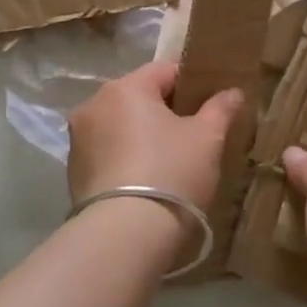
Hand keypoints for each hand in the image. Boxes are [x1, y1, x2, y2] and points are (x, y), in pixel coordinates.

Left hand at [68, 62, 243, 211]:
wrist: (125, 235)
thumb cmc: (171, 173)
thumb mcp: (207, 139)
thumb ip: (220, 109)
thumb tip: (233, 92)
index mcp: (125, 88)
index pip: (165, 71)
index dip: (192, 84)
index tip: (211, 106)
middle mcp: (93, 104)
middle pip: (139, 98)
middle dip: (165, 112)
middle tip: (193, 136)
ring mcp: (78, 140)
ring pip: (120, 126)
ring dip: (142, 136)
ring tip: (169, 162)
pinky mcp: (73, 172)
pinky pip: (107, 153)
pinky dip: (125, 159)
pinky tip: (145, 182)